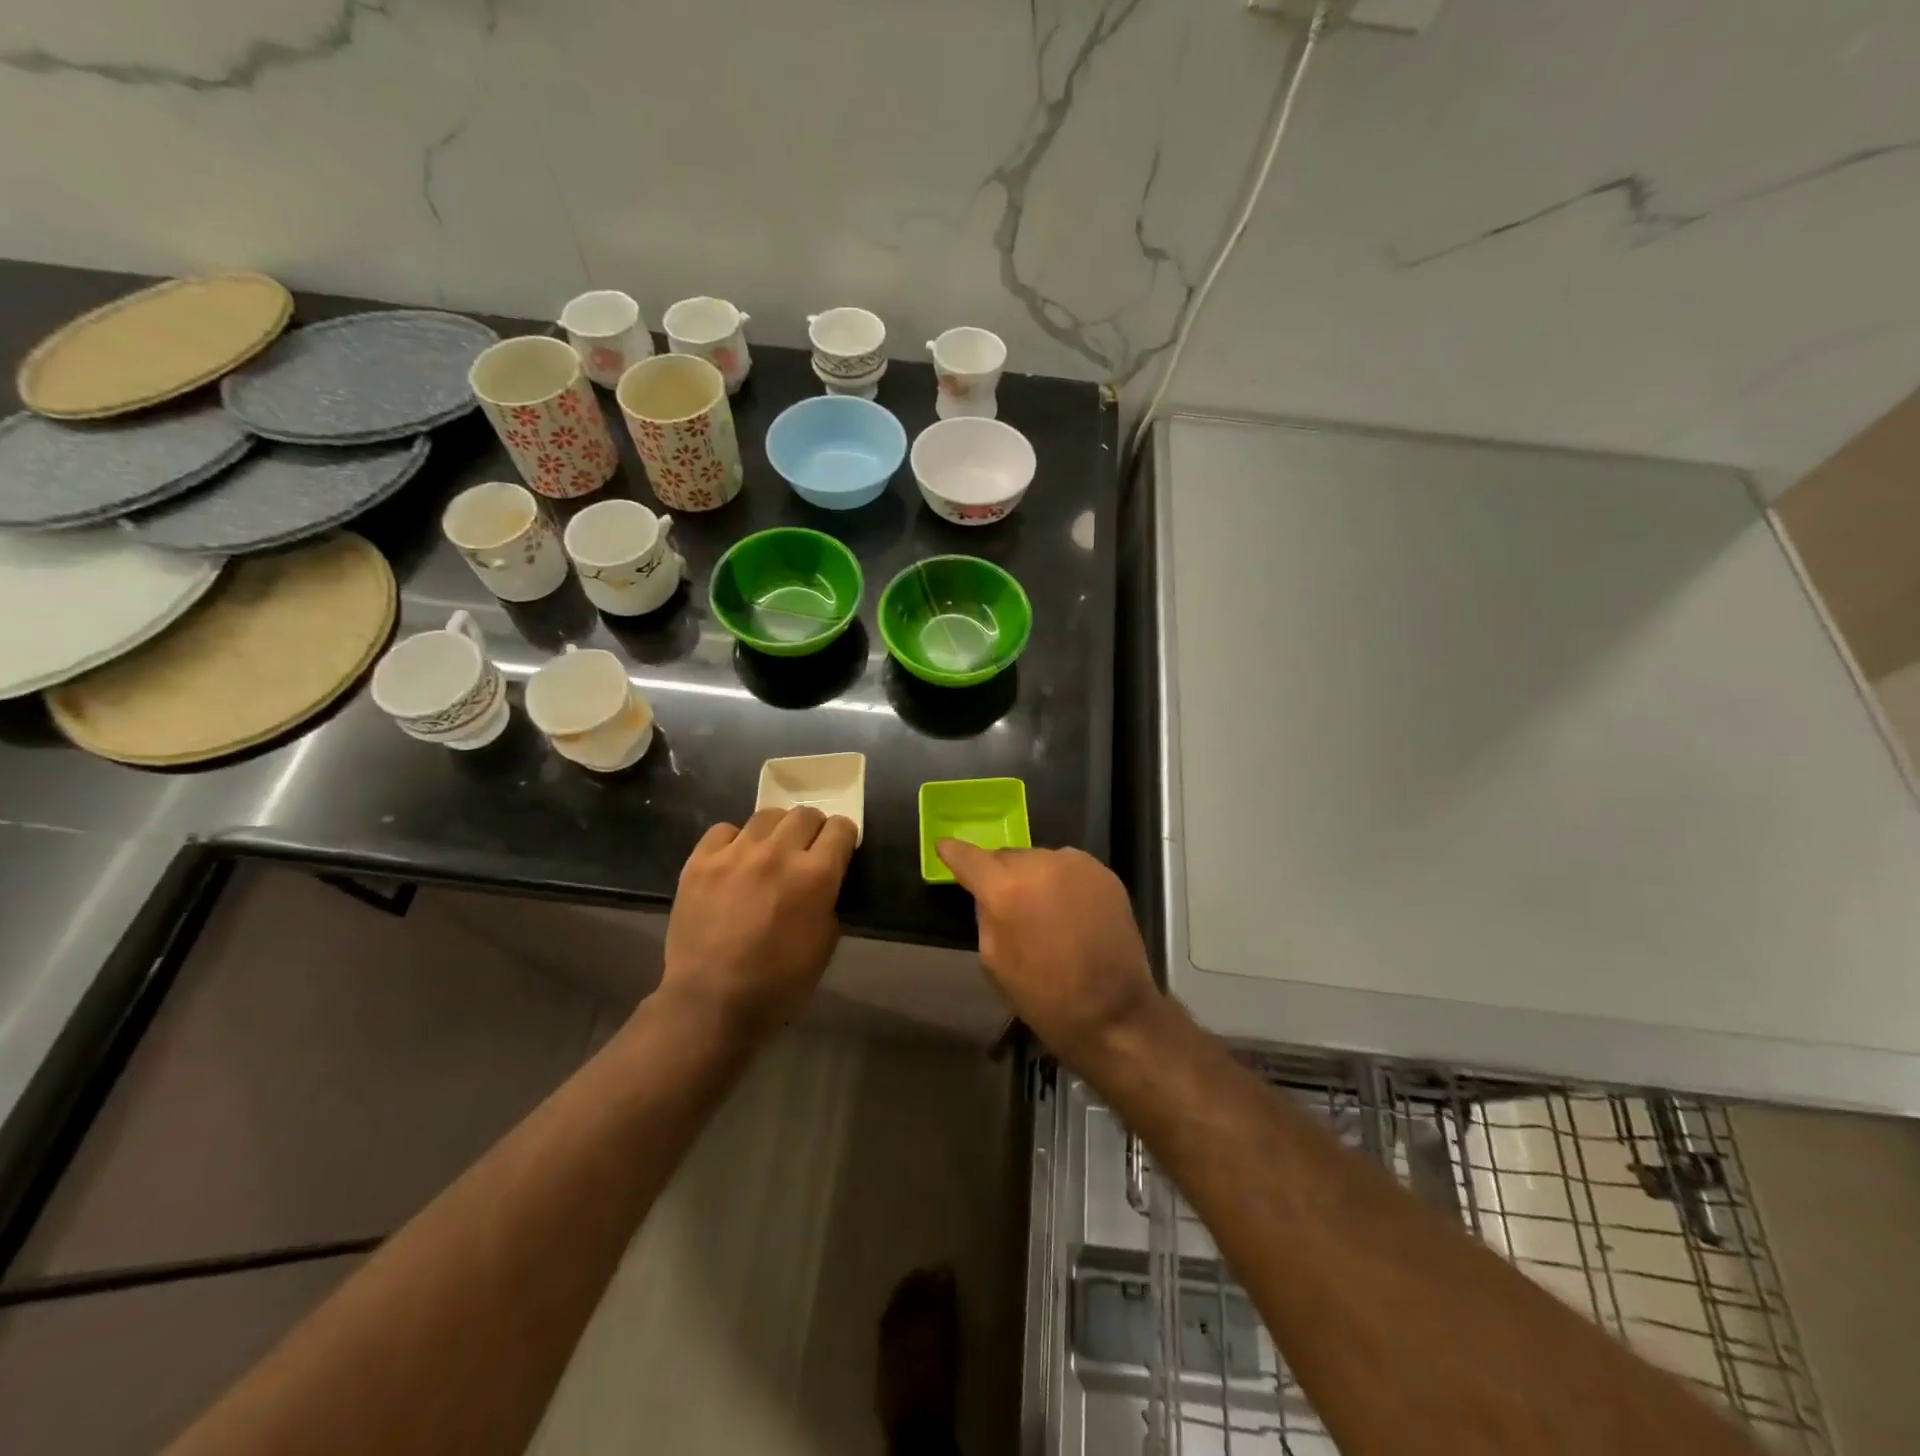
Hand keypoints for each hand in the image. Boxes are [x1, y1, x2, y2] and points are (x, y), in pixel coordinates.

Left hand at [661, 807, 857, 1037]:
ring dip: (776, 831)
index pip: (841, 829)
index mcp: (815, 876)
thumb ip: (828, 900)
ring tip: (770, 852)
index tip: (839, 850)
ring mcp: (735, 854)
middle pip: (805, 813)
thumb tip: (823, 881)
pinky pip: (724, 830)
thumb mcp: (825, 943)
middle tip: (807, 851)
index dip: (844, 838)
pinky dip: (735, 841)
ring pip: (766, 816)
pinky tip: (734, 861)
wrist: (711, 1004)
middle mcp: (777, 853)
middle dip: (813, 829)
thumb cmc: (779, 984)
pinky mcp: (699, 862)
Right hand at [936, 841, 1159, 1069]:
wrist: (1114, 1013)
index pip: (970, 857)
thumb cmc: (1044, 997)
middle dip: (1001, 875)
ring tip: (1043, 911)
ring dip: (1034, 877)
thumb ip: (986, 916)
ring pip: (1040, 860)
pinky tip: (1069, 911)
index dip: (953, 852)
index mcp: (1006, 889)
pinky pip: (1069, 869)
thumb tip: (988, 893)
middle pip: (1007, 856)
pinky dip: (1062, 882)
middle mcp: (1041, 864)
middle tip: (1006, 902)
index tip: (944, 847)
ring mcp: (1077, 865)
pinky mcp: (1104, 873)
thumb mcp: (994, 962)